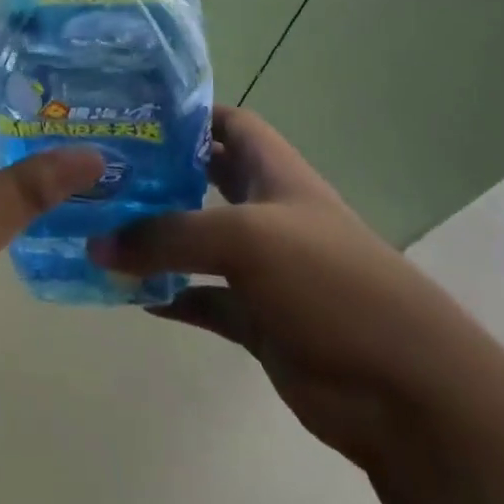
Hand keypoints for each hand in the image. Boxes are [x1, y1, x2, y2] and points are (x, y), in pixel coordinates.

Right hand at [91, 106, 478, 466]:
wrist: (406, 389)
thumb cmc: (329, 284)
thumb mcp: (244, 240)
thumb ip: (167, 237)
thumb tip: (97, 243)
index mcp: (275, 174)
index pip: (229, 123)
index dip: (187, 114)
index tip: (132, 114)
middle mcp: (267, 213)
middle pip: (205, 179)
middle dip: (158, 174)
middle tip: (101, 172)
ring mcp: (264, 268)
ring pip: (197, 243)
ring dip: (156, 239)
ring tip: (100, 230)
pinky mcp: (259, 319)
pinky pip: (203, 299)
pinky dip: (171, 296)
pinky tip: (131, 296)